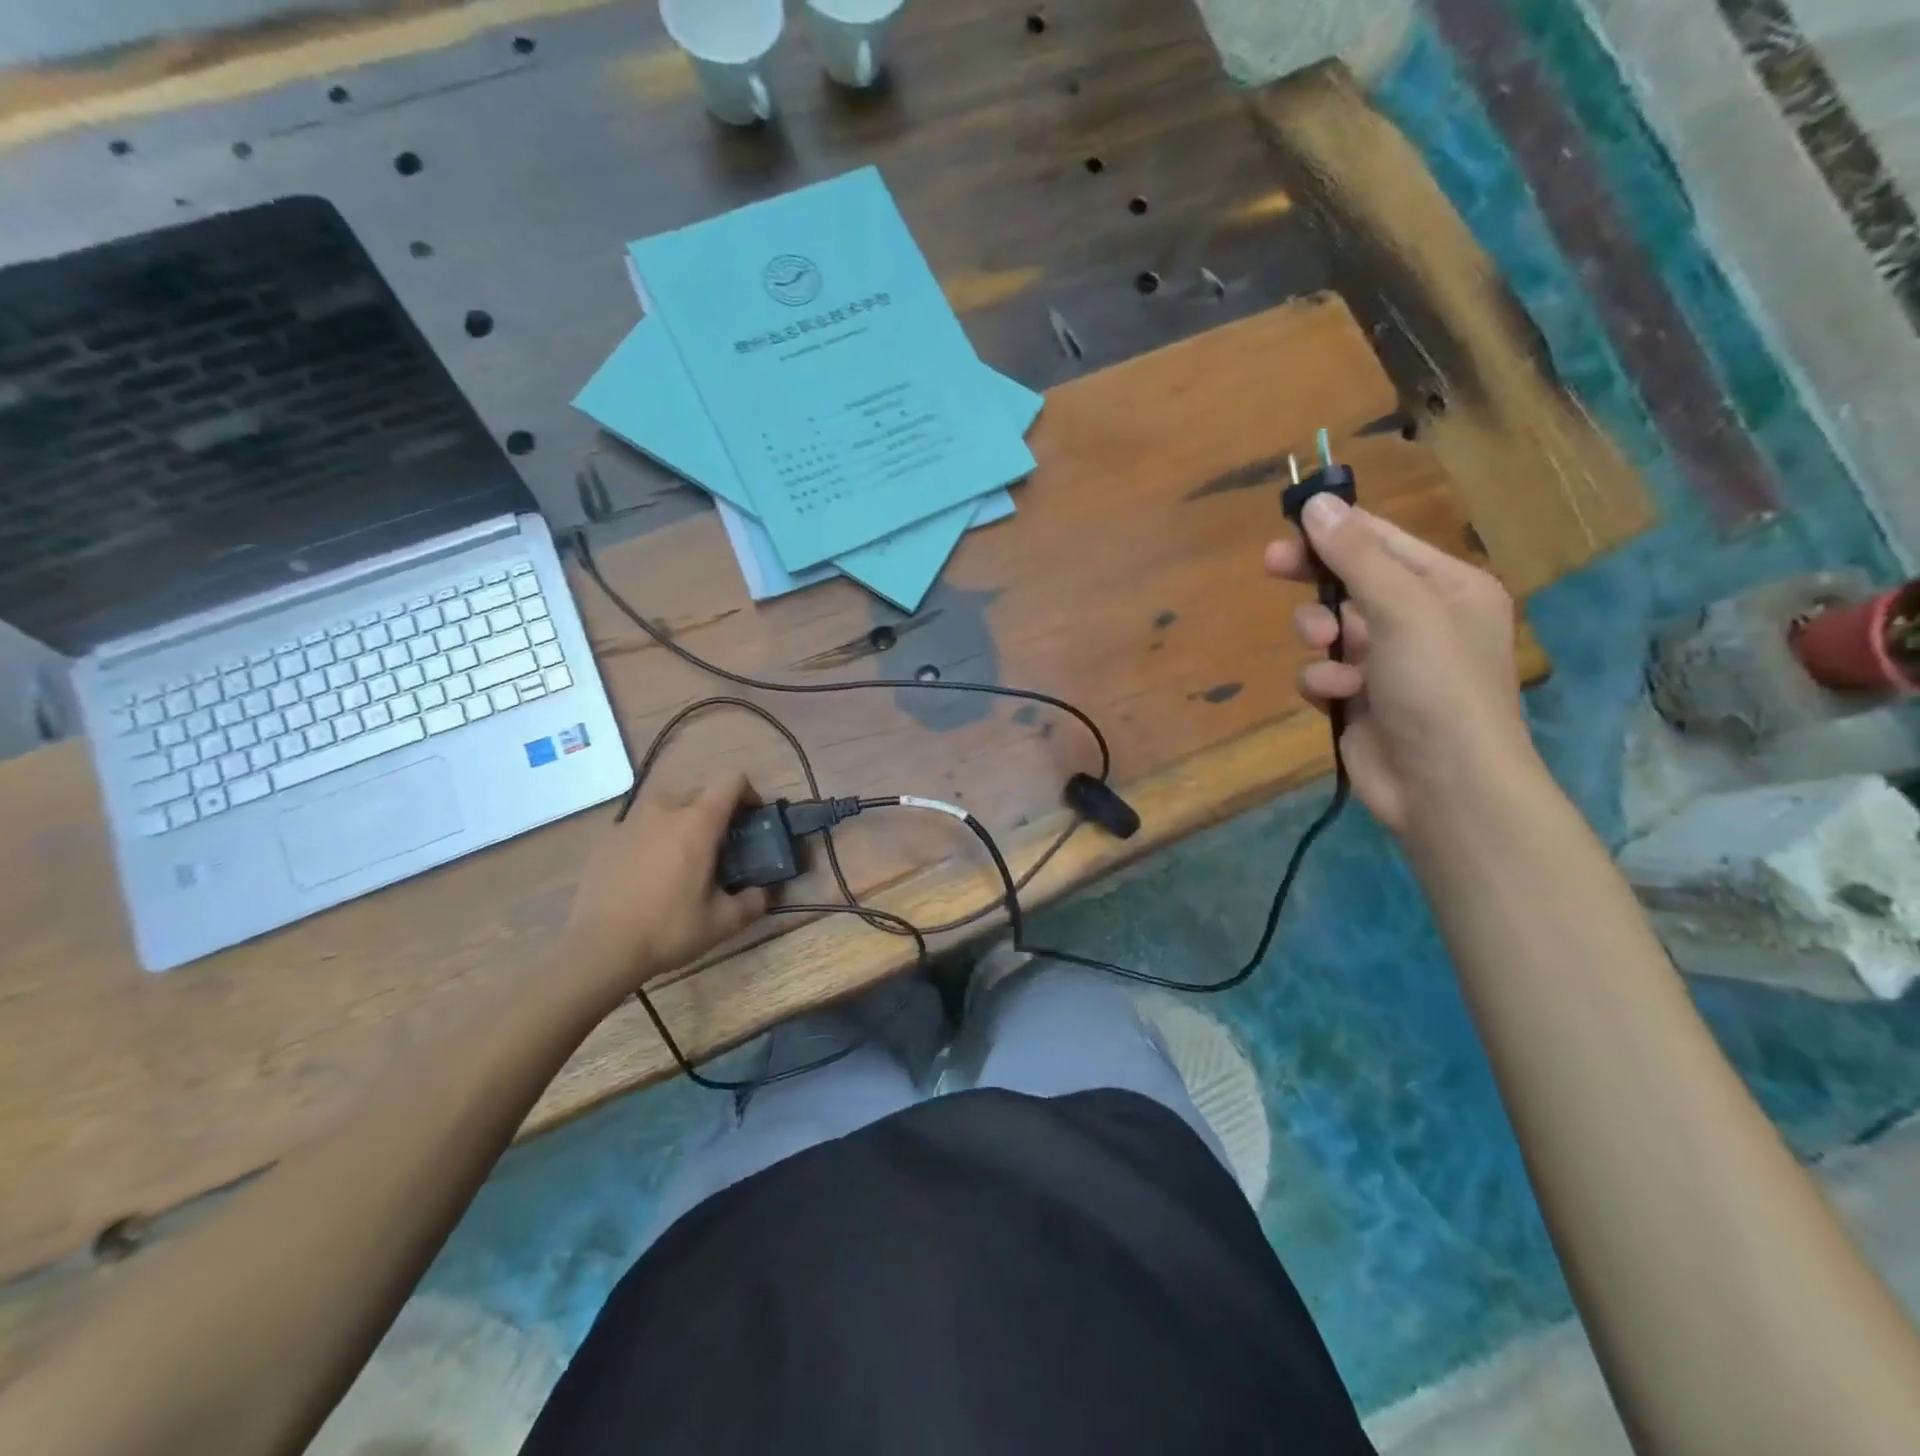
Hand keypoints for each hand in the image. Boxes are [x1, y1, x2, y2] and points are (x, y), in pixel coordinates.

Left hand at [557, 772, 768, 1010]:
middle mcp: (664, 811)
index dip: (748, 793)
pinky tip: (649, 870)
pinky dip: (652, 835)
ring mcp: (630, 822)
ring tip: (683, 850)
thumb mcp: (722, 923)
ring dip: (682, 816)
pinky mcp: (606, 840)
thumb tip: (763, 892)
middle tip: (720, 842)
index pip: (731, 780)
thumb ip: (752, 902)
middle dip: (715, 808)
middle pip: (699, 789)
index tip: (751, 819)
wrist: (600, 949)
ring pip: (665, 803)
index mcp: (698, 823)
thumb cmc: (668, 930)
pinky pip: (638, 824)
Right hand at [1264, 495, 1534, 834]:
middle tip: (1272, 563)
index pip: (1384, 541)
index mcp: (1448, 588)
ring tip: (1324, 648)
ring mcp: (1388, 662)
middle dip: (1315, 580)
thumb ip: (1356, 556)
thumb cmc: (1436, 685)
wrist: (1443, 784)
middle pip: (1350, 582)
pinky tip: (1336, 695)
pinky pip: (1323, 671)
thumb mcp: (1402, 608)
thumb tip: (1318, 503)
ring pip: (1330, 628)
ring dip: (1319, 635)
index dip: (1336, 529)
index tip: (1289, 522)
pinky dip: (1323, 680)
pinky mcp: (1359, 699)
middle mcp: (1420, 620)